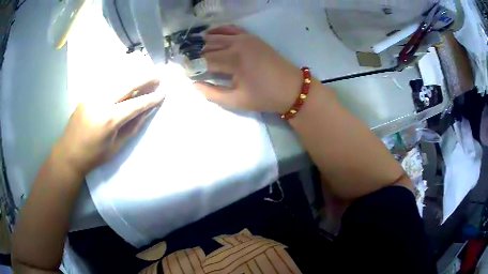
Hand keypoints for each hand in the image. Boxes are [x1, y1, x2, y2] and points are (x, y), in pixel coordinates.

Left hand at [54, 80, 164, 175]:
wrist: (69, 154)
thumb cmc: (94, 156)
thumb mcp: (116, 147)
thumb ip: (132, 127)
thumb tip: (146, 112)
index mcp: (110, 119)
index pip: (135, 104)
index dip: (151, 98)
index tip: (163, 92)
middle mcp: (101, 102)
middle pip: (127, 84)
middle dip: (145, 79)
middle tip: (158, 76)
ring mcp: (92, 95)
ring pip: (116, 78)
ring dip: (133, 75)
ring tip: (145, 73)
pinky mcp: (86, 94)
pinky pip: (106, 83)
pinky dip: (118, 78)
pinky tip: (125, 78)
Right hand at [194, 25, 301, 112]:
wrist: (292, 88)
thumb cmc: (265, 97)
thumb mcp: (236, 100)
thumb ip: (212, 93)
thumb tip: (193, 85)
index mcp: (233, 60)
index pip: (203, 60)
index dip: (191, 66)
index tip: (184, 72)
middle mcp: (237, 44)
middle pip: (208, 46)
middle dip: (196, 55)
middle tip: (188, 63)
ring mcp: (245, 38)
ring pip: (217, 36)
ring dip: (204, 43)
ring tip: (195, 52)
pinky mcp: (251, 37)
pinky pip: (231, 29)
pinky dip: (219, 31)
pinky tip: (210, 35)